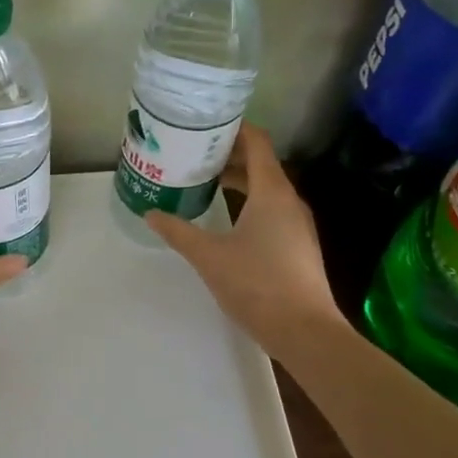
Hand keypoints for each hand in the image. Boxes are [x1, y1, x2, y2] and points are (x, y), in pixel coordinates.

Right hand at [146, 125, 343, 359]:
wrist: (305, 332)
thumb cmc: (257, 284)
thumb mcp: (208, 256)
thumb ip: (178, 231)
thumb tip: (151, 213)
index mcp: (272, 192)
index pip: (257, 143)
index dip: (234, 128)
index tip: (205, 125)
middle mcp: (289, 200)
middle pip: (261, 163)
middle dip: (229, 155)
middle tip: (195, 154)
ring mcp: (298, 224)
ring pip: (267, 188)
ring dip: (239, 180)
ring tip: (205, 182)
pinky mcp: (298, 245)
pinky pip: (272, 209)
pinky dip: (249, 202)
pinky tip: (227, 219)